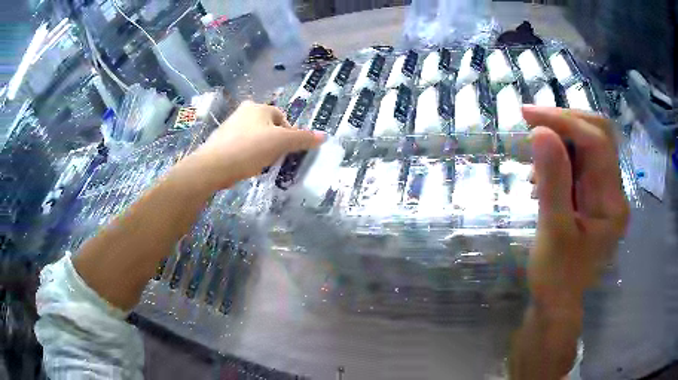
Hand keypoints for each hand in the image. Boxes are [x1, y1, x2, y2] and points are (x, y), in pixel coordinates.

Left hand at [191, 101, 324, 189]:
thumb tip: (324, 136)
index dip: (289, 134)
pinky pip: (241, 144)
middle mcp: (244, 111)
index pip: (282, 118)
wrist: (213, 166)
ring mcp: (230, 125)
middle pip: (268, 127)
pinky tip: (245, 166)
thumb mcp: (280, 143)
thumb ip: (302, 139)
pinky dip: (247, 154)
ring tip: (260, 164)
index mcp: (259, 107)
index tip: (287, 151)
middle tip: (275, 158)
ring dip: (261, 148)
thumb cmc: (249, 149)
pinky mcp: (221, 140)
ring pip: (255, 136)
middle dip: (274, 142)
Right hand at [524, 106, 628, 311]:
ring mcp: (604, 192)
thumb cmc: (556, 277)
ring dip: (560, 140)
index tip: (529, 116)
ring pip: (588, 145)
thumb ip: (552, 181)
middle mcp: (614, 190)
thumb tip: (540, 131)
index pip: (598, 143)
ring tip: (533, 160)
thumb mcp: (553, 231)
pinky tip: (541, 175)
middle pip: (598, 135)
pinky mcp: (592, 195)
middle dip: (565, 122)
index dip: (565, 122)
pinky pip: (579, 162)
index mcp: (612, 202)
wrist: (557, 303)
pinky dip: (559, 157)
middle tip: (532, 123)